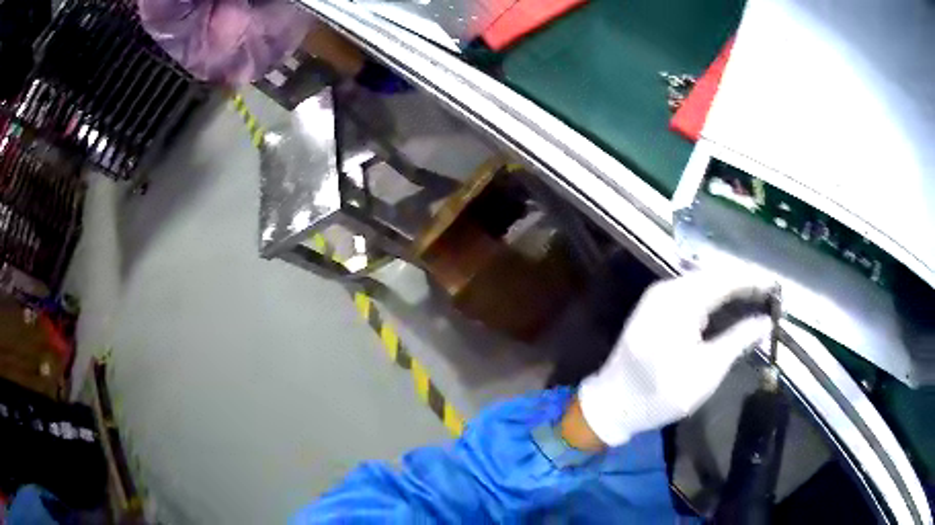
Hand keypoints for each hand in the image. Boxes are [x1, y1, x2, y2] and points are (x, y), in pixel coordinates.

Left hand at [575, 272, 772, 446]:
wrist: (611, 404)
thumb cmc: (658, 395)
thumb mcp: (704, 372)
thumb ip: (737, 341)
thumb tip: (766, 321)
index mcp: (679, 301)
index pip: (725, 279)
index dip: (753, 280)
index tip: (776, 286)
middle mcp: (667, 289)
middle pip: (714, 275)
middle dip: (743, 282)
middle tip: (769, 293)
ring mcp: (658, 296)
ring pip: (703, 281)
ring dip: (729, 288)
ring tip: (756, 297)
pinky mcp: (655, 306)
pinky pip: (692, 291)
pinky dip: (714, 296)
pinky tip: (729, 305)